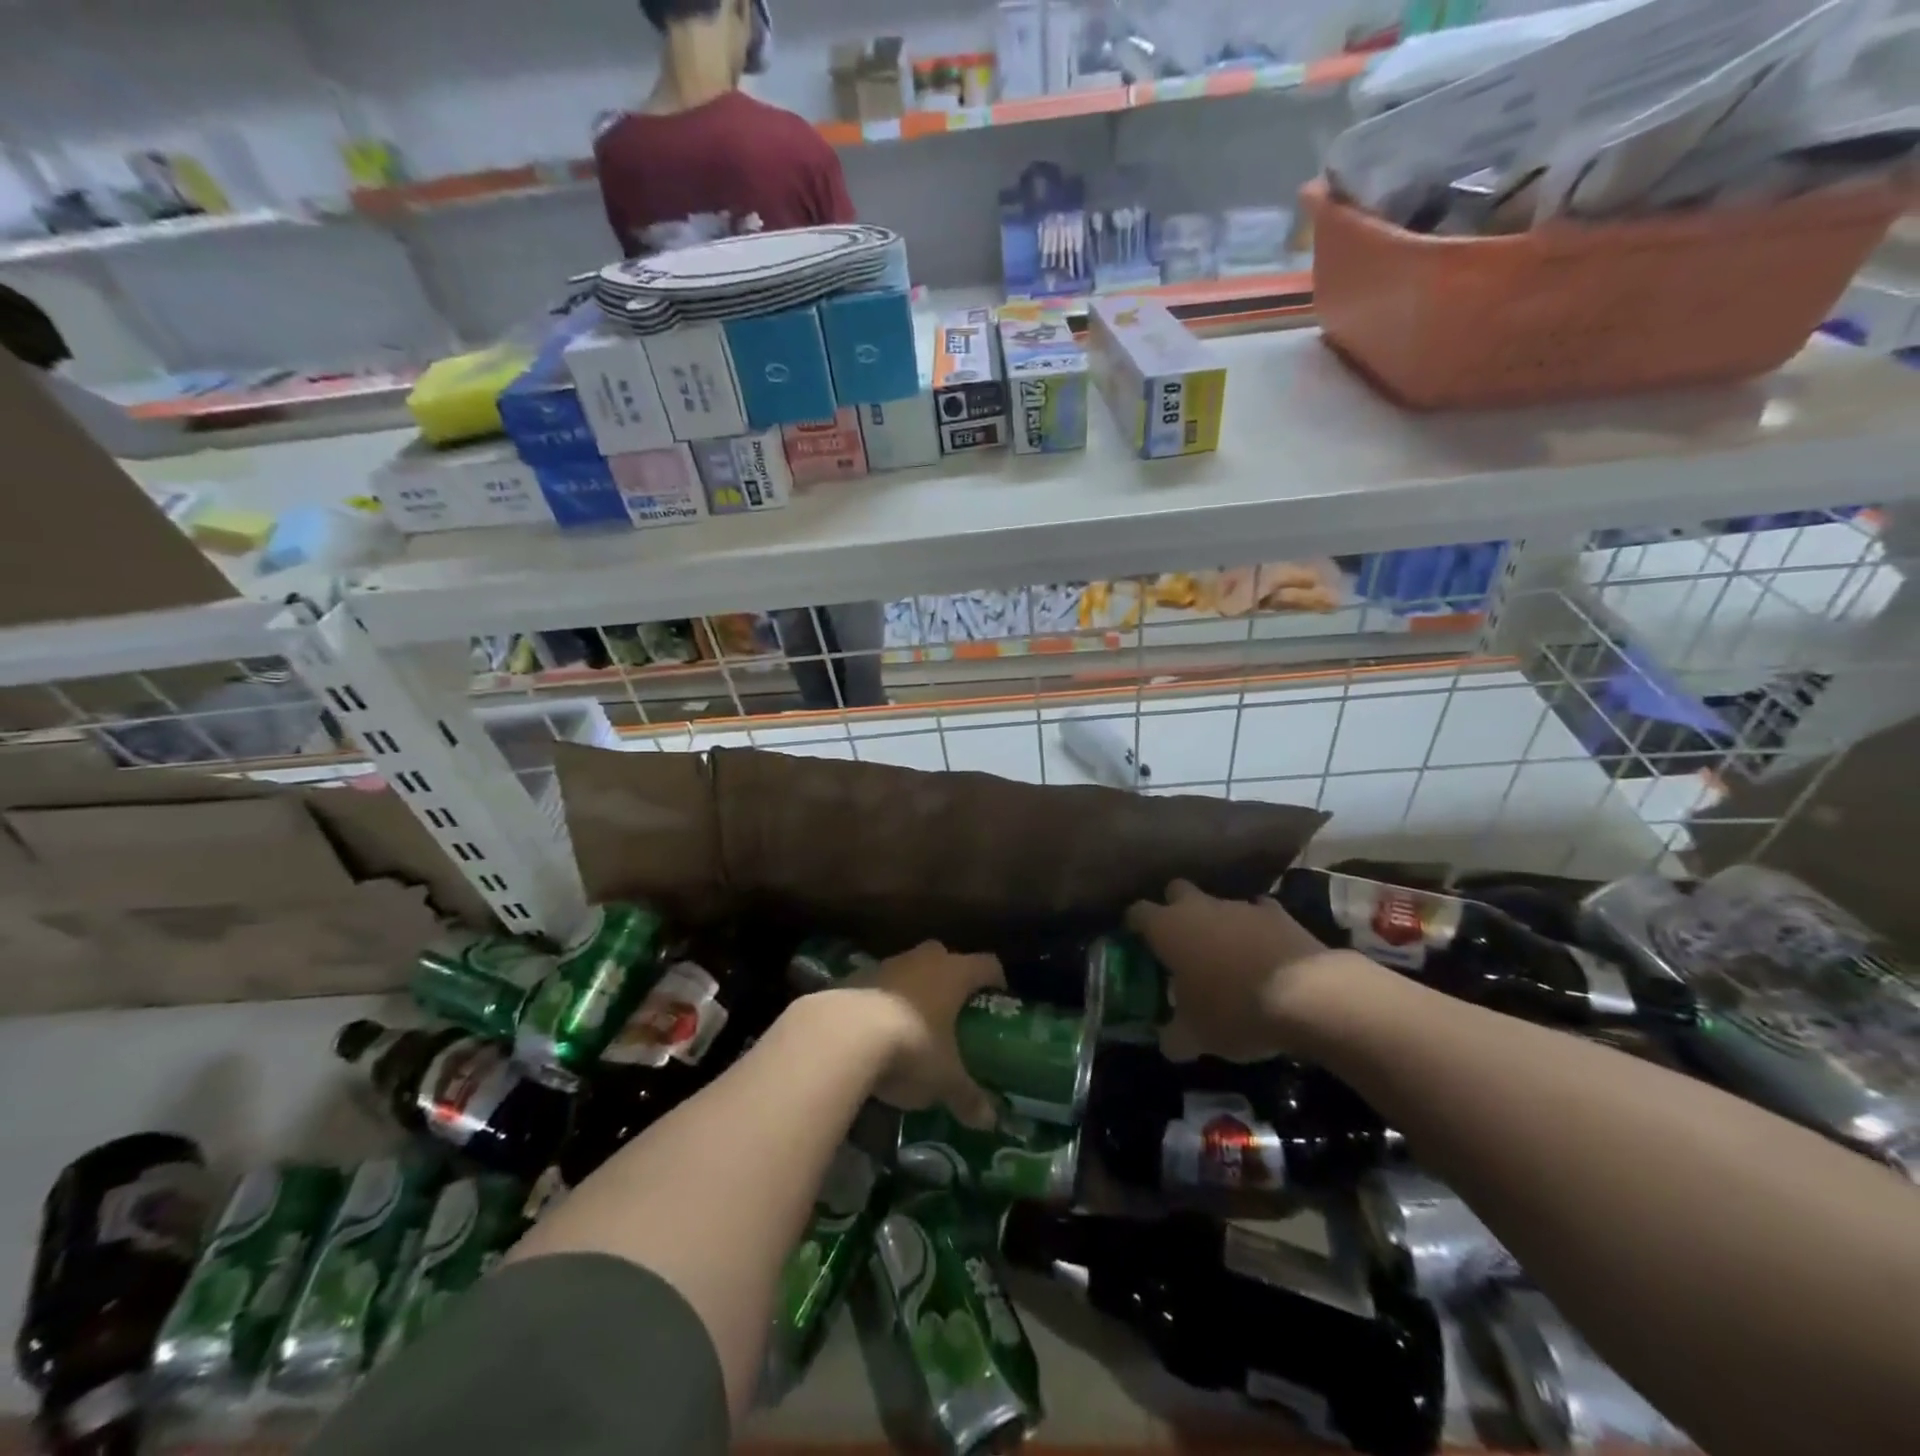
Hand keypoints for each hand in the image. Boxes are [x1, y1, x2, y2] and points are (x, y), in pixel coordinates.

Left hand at [844, 941, 1004, 1128]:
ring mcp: (886, 964)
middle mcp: (923, 960)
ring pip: (908, 968)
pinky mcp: (854, 976)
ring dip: (913, 988)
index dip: (995, 979)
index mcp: (954, 974)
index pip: (987, 964)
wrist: (841, 1034)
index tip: (998, 997)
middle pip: (945, 957)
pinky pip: (877, 984)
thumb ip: (967, 1097)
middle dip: (950, 977)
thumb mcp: (944, 1079)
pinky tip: (877, 1029)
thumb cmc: (910, 1047)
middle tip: (955, 1009)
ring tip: (914, 1022)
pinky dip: (882, 1000)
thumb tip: (990, 1121)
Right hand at [1126, 880, 1337, 1062]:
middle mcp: (1199, 907)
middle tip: (1181, 941)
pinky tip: (1265, 952)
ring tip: (1228, 956)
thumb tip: (1167, 1042)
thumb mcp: (1196, 1037)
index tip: (1137, 941)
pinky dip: (1257, 928)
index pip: (1137, 912)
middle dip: (1175, 908)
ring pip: (1219, 903)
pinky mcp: (1279, 913)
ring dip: (1218, 922)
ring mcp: (1240, 906)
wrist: (1308, 994)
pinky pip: (1259, 913)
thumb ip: (1174, 1036)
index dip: (1134, 925)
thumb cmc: (1234, 1011)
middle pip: (1176, 890)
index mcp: (1167, 929)